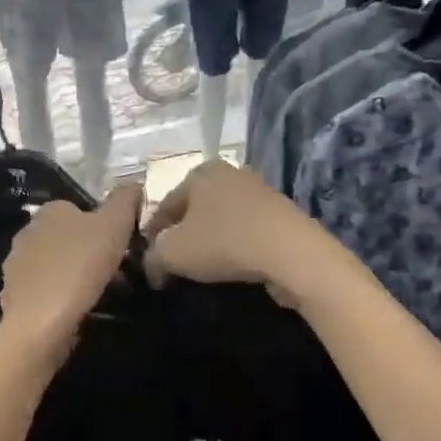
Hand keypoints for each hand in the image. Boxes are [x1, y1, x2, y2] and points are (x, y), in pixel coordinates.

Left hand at [0, 186, 143, 364]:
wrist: (41, 324)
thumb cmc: (80, 267)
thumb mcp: (114, 225)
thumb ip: (125, 200)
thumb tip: (134, 184)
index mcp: (50, 210)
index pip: (83, 209)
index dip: (107, 227)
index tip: (125, 248)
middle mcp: (28, 231)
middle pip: (70, 238)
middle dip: (94, 253)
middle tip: (120, 274)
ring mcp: (17, 265)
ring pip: (59, 264)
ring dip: (79, 275)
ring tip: (105, 296)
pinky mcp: (13, 296)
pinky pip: (47, 290)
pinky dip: (63, 297)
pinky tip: (80, 311)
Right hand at [144, 160, 329, 305]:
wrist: (292, 252)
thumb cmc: (224, 243)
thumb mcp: (173, 253)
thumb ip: (152, 257)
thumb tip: (152, 264)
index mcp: (200, 172)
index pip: (164, 205)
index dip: (151, 235)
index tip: (149, 262)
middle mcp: (229, 173)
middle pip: (194, 209)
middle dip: (182, 235)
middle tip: (174, 264)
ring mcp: (259, 191)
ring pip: (221, 219)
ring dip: (210, 241)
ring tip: (204, 268)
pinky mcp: (281, 213)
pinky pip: (246, 230)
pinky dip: (235, 245)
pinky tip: (233, 265)